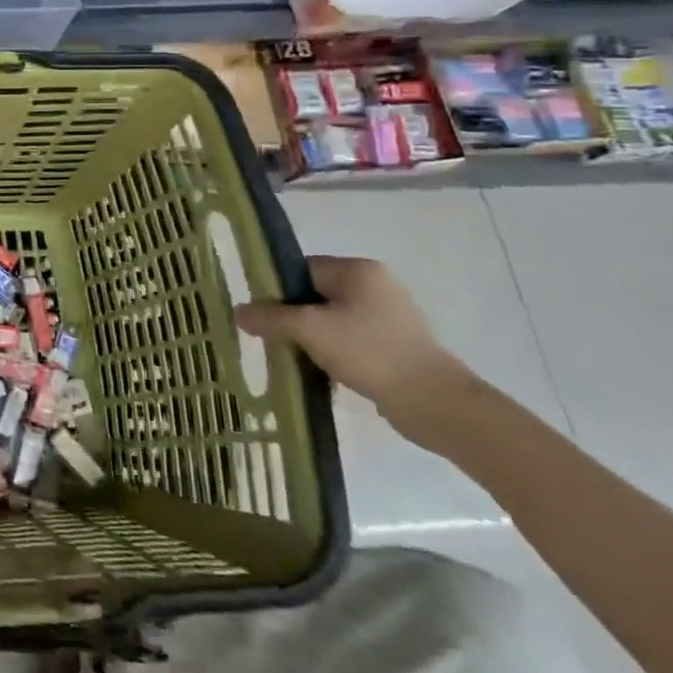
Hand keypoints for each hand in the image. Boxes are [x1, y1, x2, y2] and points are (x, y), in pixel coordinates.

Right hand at [235, 256, 479, 444]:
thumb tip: (239, 312)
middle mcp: (375, 285)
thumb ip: (270, 317)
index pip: (301, 269)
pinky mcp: (394, 344)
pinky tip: (318, 370)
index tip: (260, 315)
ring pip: (330, 319)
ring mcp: (388, 316)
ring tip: (292, 357)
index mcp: (358, 270)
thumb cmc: (368, 352)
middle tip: (271, 338)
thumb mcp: (309, 329)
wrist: (434, 403)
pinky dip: (330, 351)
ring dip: (309, 337)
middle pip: (314, 294)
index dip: (276, 290)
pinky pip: (348, 339)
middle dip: (291, 316)